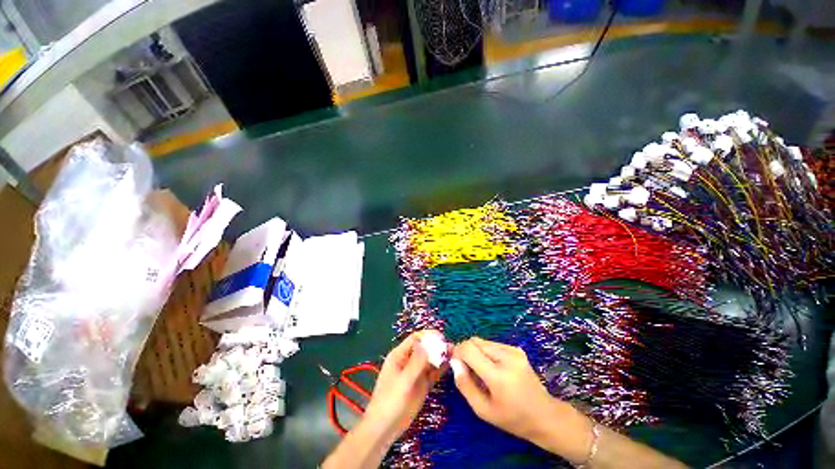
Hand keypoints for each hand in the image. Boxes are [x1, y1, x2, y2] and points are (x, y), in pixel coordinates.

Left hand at [362, 330, 446, 443]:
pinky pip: (433, 372)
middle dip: (437, 346)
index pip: (415, 339)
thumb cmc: (390, 401)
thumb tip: (427, 344)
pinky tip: (450, 366)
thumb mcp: (403, 381)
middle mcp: (408, 361)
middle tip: (452, 347)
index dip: (428, 336)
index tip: (442, 338)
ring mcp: (416, 373)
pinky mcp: (422, 385)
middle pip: (424, 348)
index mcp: (399, 355)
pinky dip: (441, 368)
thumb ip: (416, 362)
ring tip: (455, 354)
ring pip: (430, 360)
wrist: (385, 428)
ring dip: (441, 356)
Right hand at [451, 337, 587, 457]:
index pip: (468, 349)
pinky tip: (494, 368)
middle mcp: (506, 357)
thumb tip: (454, 363)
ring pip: (483, 341)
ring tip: (482, 371)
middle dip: (466, 351)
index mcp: (498, 375)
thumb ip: (465, 385)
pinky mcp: (517, 349)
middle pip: (474, 341)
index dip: (457, 352)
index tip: (456, 364)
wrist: (545, 415)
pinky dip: (486, 353)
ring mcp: (513, 351)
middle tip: (468, 370)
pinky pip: (492, 344)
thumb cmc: (512, 418)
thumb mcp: (484, 410)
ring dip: (476, 352)